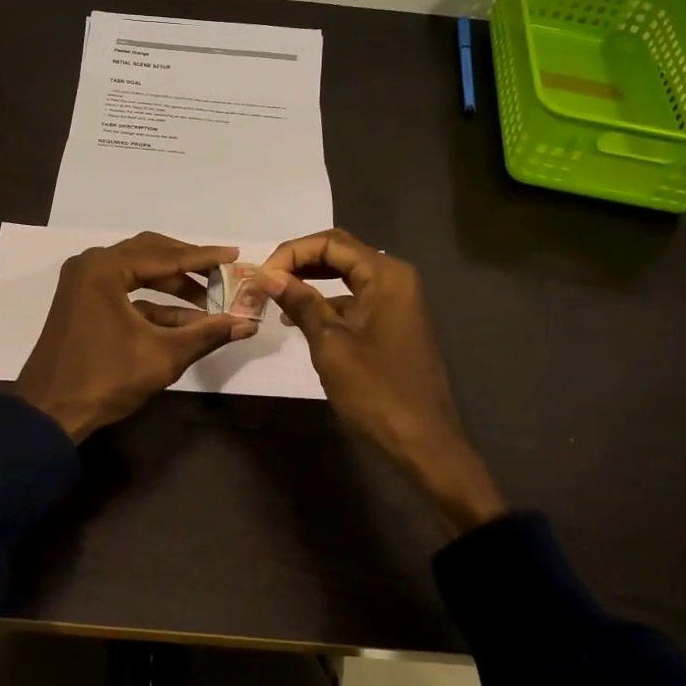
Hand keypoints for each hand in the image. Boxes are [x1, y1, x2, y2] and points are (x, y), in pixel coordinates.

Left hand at [16, 233, 258, 441]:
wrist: (49, 413)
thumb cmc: (105, 378)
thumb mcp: (162, 356)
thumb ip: (206, 334)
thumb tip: (247, 323)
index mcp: (105, 268)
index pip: (166, 256)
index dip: (205, 258)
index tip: (235, 254)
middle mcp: (92, 265)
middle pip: (151, 254)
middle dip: (189, 266)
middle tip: (222, 274)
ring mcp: (84, 283)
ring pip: (139, 272)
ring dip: (173, 285)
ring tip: (209, 300)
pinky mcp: (83, 302)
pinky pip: (125, 291)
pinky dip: (154, 303)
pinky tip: (184, 321)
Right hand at [261, 229, 504, 534]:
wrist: (424, 441)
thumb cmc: (376, 391)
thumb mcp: (331, 345)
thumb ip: (301, 303)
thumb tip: (269, 276)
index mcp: (386, 275)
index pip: (330, 243)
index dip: (291, 253)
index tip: (261, 275)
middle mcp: (394, 278)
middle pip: (339, 253)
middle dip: (299, 262)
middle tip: (264, 281)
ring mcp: (396, 301)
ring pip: (345, 275)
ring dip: (310, 281)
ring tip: (274, 297)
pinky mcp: (392, 322)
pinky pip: (354, 298)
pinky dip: (326, 302)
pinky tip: (298, 319)